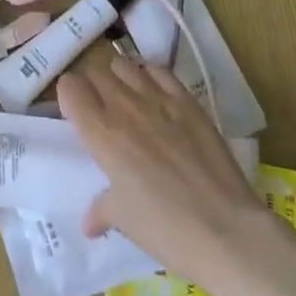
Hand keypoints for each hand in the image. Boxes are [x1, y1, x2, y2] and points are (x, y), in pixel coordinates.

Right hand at [57, 54, 273, 291]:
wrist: (226, 231)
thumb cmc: (165, 229)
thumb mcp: (123, 220)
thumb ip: (100, 209)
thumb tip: (90, 221)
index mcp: (100, 133)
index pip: (69, 87)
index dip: (69, 96)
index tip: (75, 113)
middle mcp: (124, 106)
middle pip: (96, 71)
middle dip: (92, 85)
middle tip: (100, 109)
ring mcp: (158, 99)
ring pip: (125, 64)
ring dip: (119, 77)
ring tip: (127, 99)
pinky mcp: (188, 101)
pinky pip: (160, 71)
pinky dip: (151, 76)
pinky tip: (156, 95)